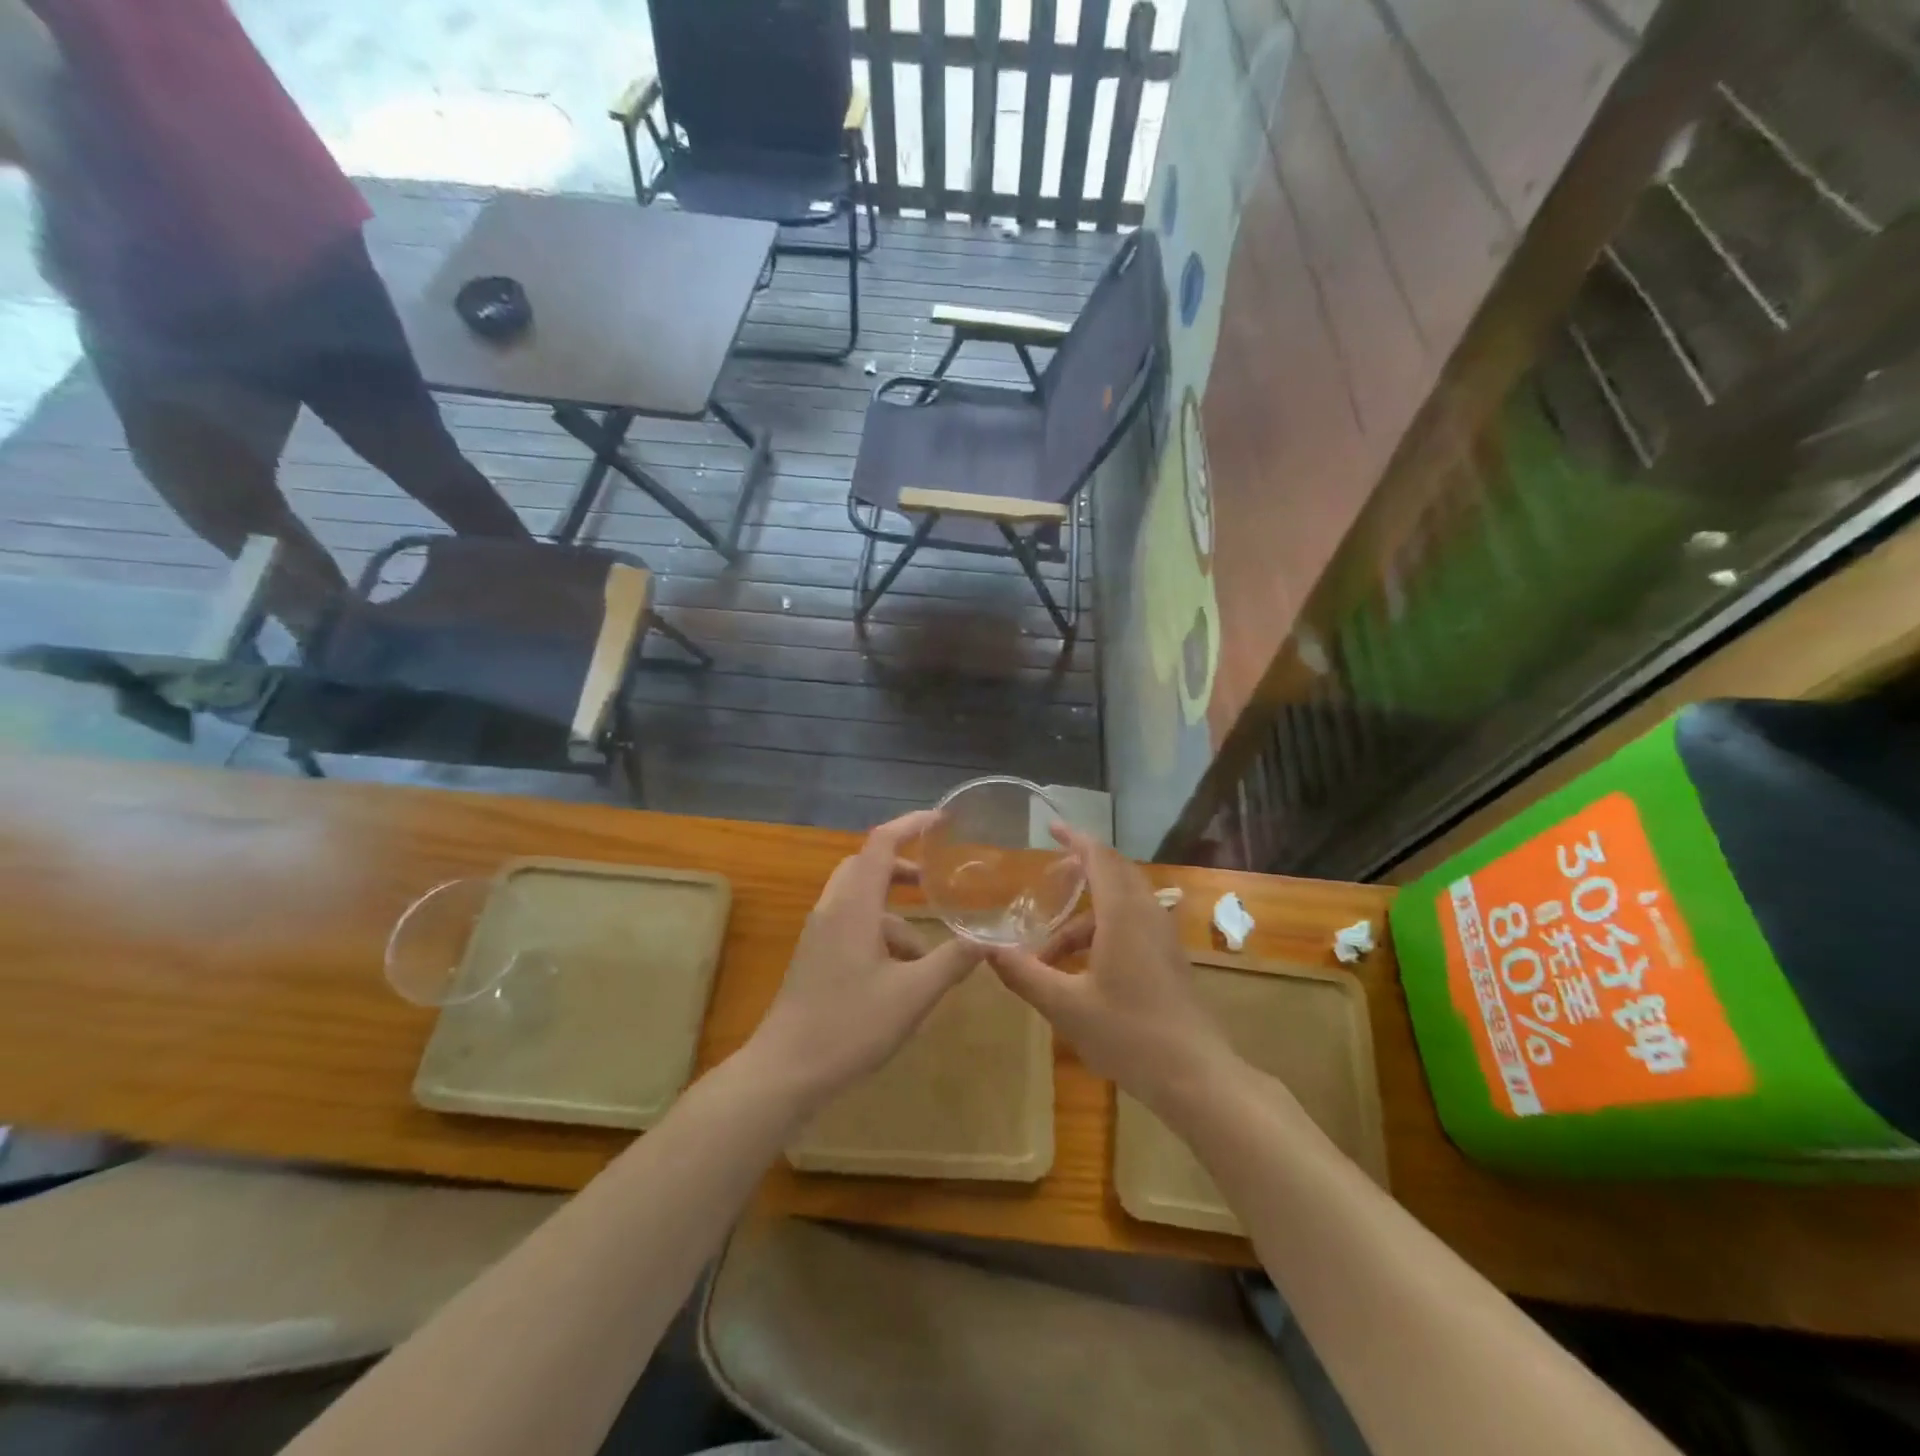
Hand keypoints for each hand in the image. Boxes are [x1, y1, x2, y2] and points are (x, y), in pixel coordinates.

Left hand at [746, 810, 977, 1111]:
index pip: (881, 843)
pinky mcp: (815, 957)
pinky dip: (880, 934)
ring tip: (928, 952)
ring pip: (861, 901)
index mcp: (854, 906)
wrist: (784, 1071)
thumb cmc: (849, 1025)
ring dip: (895, 914)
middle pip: (867, 866)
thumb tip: (989, 939)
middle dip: (902, 868)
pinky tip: (901, 976)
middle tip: (935, 881)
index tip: (942, 820)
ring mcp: (819, 933)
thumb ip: (952, 961)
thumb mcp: (913, 994)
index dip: (911, 824)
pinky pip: (851, 925)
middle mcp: (832, 909)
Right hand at [986, 825, 1234, 1109]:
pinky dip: (1101, 932)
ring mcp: (1162, 937)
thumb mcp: (1066, 1007)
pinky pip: (1132, 925)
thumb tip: (988, 951)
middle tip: (1048, 877)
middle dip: (1081, 869)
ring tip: (1048, 952)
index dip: (1074, 839)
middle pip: (1114, 873)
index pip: (1099, 858)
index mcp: (1123, 915)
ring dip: (1084, 917)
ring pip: (1121, 905)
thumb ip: (1024, 975)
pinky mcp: (1168, 959)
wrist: (1196, 1076)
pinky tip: (1079, 970)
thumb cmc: (1128, 1034)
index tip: (1051, 827)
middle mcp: (1147, 915)